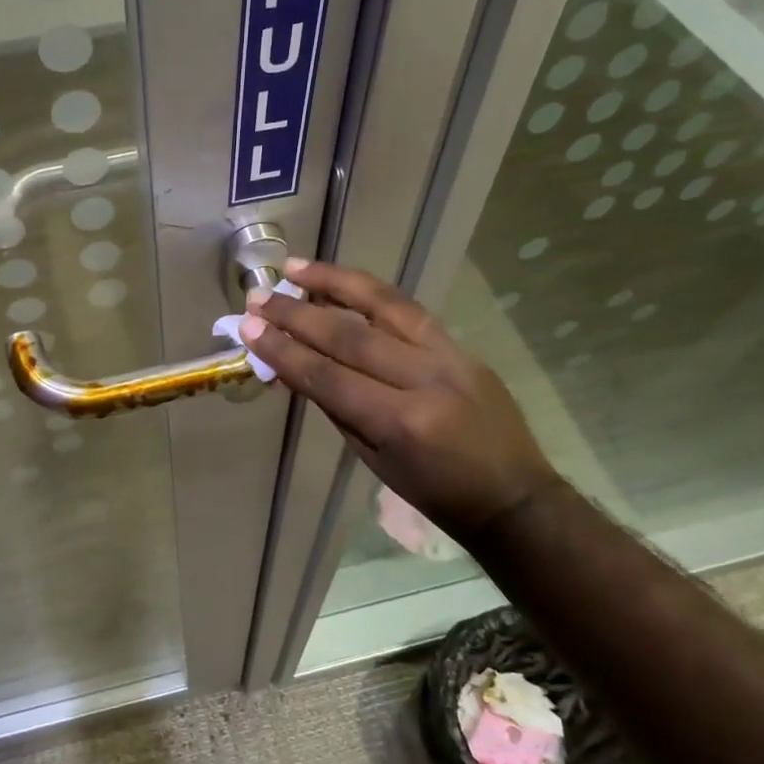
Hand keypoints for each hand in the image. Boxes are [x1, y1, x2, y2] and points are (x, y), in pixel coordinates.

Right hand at [240, 260, 557, 542]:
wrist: (513, 496)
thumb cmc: (434, 493)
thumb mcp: (374, 459)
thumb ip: (335, 407)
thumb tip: (293, 367)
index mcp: (401, 423)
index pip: (329, 377)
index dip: (284, 351)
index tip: (249, 328)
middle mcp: (425, 380)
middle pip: (350, 336)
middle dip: (297, 314)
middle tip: (259, 297)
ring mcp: (450, 356)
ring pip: (384, 305)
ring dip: (335, 282)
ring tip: (296, 267)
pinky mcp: (462, 346)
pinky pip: (409, 311)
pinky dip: (370, 294)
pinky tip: (342, 282)